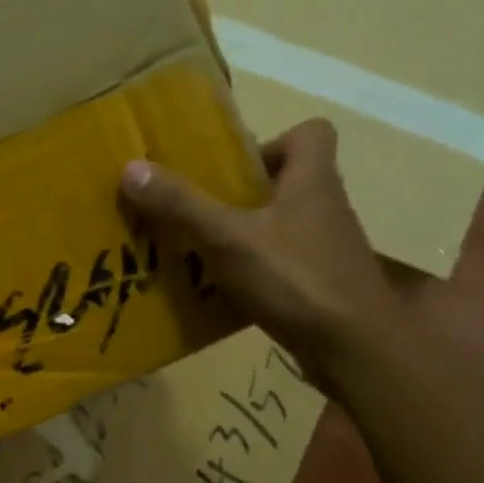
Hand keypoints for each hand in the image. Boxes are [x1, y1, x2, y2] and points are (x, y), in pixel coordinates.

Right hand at [120, 118, 401, 371]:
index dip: (272, 142)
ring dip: (246, 237)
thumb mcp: (227, 239)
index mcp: (312, 181)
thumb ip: (182, 205)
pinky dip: (255, 275)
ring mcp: (327, 251)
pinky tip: (224, 294)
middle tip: (202, 214)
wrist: (351, 348)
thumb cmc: (295, 279)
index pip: (311, 134)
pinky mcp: (322, 288)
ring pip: (283, 228)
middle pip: (289, 183)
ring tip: (202, 254)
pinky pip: (283, 268)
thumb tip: (131, 168)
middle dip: (245, 195)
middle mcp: (325, 209)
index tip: (234, 169)